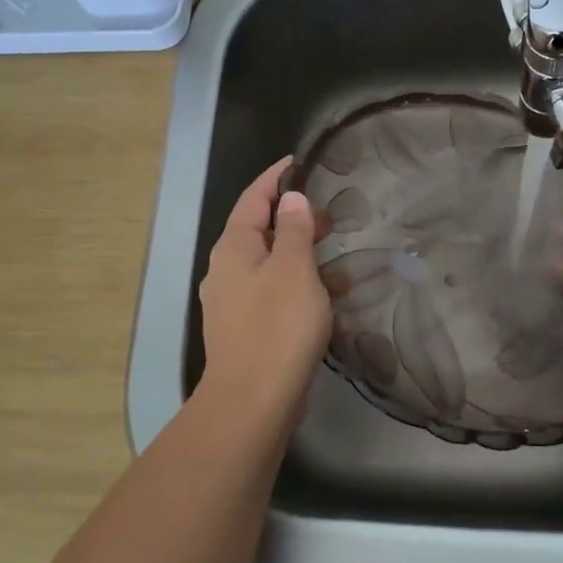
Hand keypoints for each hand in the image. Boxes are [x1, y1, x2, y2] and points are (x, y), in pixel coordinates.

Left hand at [197, 157, 331, 425]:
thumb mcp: (294, 268)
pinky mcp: (248, 329)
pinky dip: (299, 285)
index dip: (275, 178)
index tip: (298, 162)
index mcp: (233, 248)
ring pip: (270, 264)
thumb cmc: (277, 326)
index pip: (253, 198)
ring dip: (300, 254)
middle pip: (260, 231)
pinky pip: (275, 293)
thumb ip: (293, 228)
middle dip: (292, 218)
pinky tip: (327, 295)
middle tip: (329, 213)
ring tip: (336, 251)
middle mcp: (227, 271)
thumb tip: (290, 199)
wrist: (254, 400)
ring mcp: (234, 302)